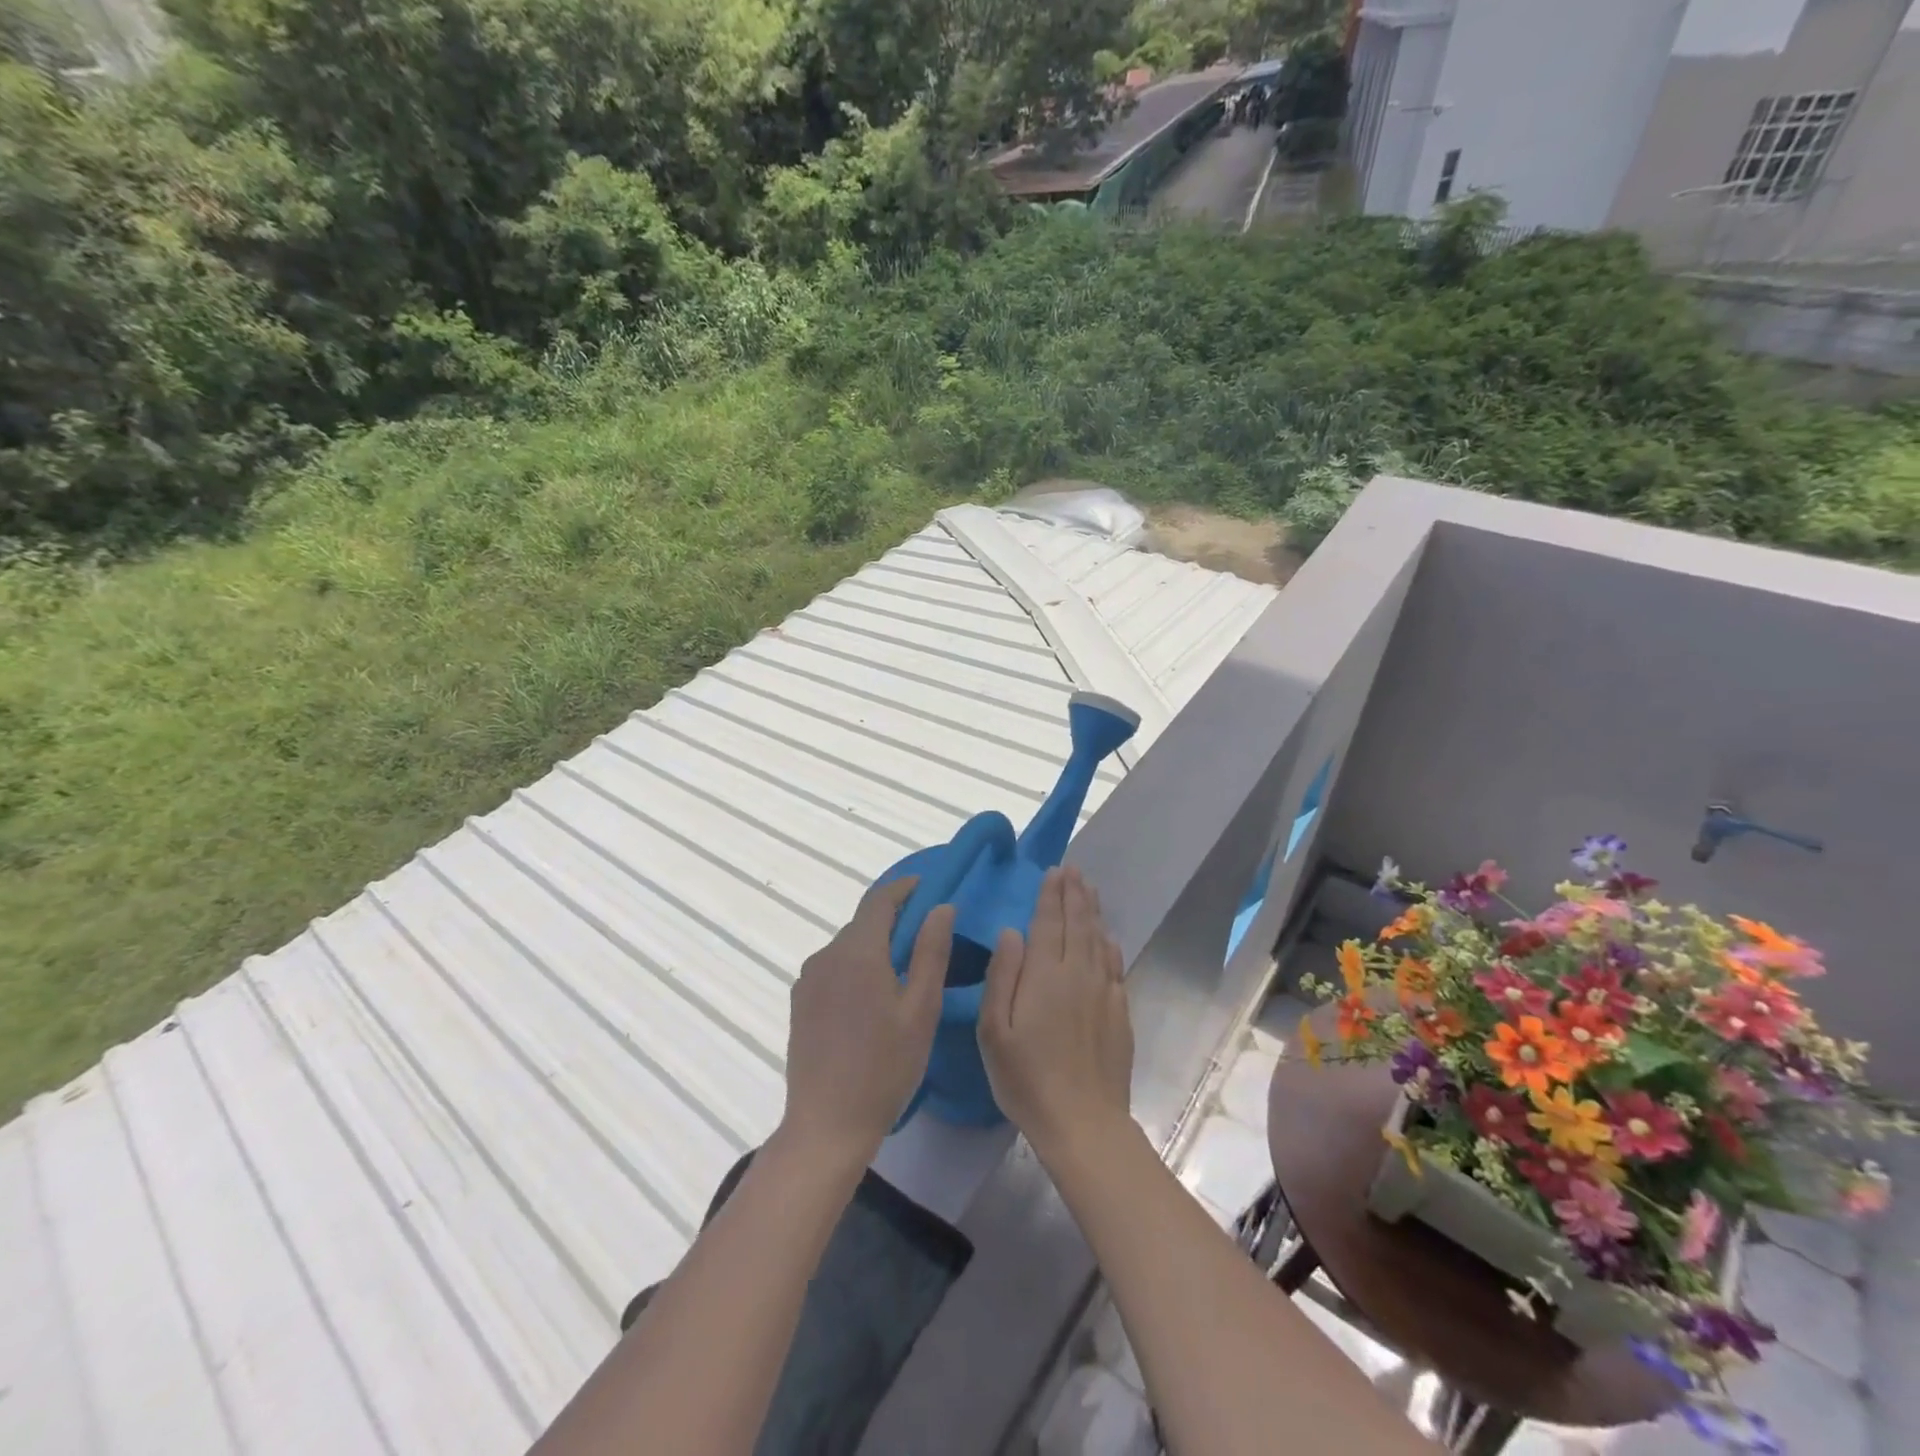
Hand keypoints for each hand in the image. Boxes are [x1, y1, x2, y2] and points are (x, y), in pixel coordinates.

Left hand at [780, 876, 951, 1167]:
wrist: (826, 1125)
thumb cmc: (884, 1068)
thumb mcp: (920, 1010)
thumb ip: (931, 952)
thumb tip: (942, 907)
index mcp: (857, 952)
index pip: (880, 900)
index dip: (904, 888)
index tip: (928, 887)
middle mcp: (826, 956)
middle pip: (863, 924)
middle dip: (894, 921)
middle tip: (927, 938)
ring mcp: (808, 980)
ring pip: (848, 947)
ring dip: (875, 947)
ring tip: (904, 973)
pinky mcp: (800, 1002)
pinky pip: (833, 969)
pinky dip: (856, 968)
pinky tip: (872, 1000)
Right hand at [978, 866, 1132, 1160]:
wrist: (1084, 1122)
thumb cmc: (1027, 1078)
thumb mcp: (994, 1031)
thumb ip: (1002, 976)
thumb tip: (1011, 931)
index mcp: (1046, 975)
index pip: (1050, 922)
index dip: (1051, 895)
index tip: (1054, 871)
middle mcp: (1079, 974)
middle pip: (1079, 924)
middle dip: (1075, 894)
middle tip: (1073, 870)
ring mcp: (1104, 993)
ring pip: (1099, 940)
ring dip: (1093, 911)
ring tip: (1089, 889)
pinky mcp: (1119, 1013)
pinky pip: (1115, 966)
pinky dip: (1110, 945)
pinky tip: (1108, 938)